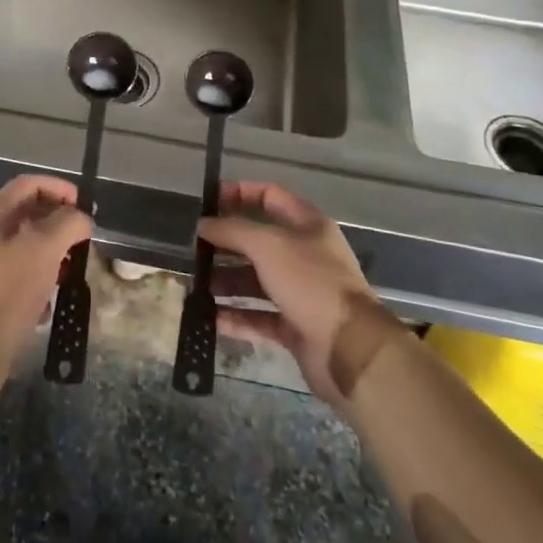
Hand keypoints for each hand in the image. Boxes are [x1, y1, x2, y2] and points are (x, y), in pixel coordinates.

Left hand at [0, 174, 91, 413]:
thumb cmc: (6, 292)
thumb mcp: (44, 250)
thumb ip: (68, 224)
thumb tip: (81, 219)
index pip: (29, 184)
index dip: (60, 188)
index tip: (84, 208)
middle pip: (28, 214)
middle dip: (58, 225)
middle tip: (80, 243)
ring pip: (26, 248)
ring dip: (51, 256)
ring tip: (68, 274)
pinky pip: (19, 276)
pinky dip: (38, 282)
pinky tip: (48, 304)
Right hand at [200, 181, 381, 411]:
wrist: (349, 348)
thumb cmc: (310, 282)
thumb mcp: (267, 245)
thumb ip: (232, 230)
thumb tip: (203, 224)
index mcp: (307, 225)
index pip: (269, 196)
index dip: (239, 193)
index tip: (207, 201)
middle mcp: (304, 255)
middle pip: (258, 241)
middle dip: (226, 242)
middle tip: (193, 247)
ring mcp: (300, 292)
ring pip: (255, 280)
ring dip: (225, 280)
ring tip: (195, 283)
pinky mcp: (294, 326)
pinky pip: (258, 316)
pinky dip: (235, 316)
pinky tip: (208, 317)